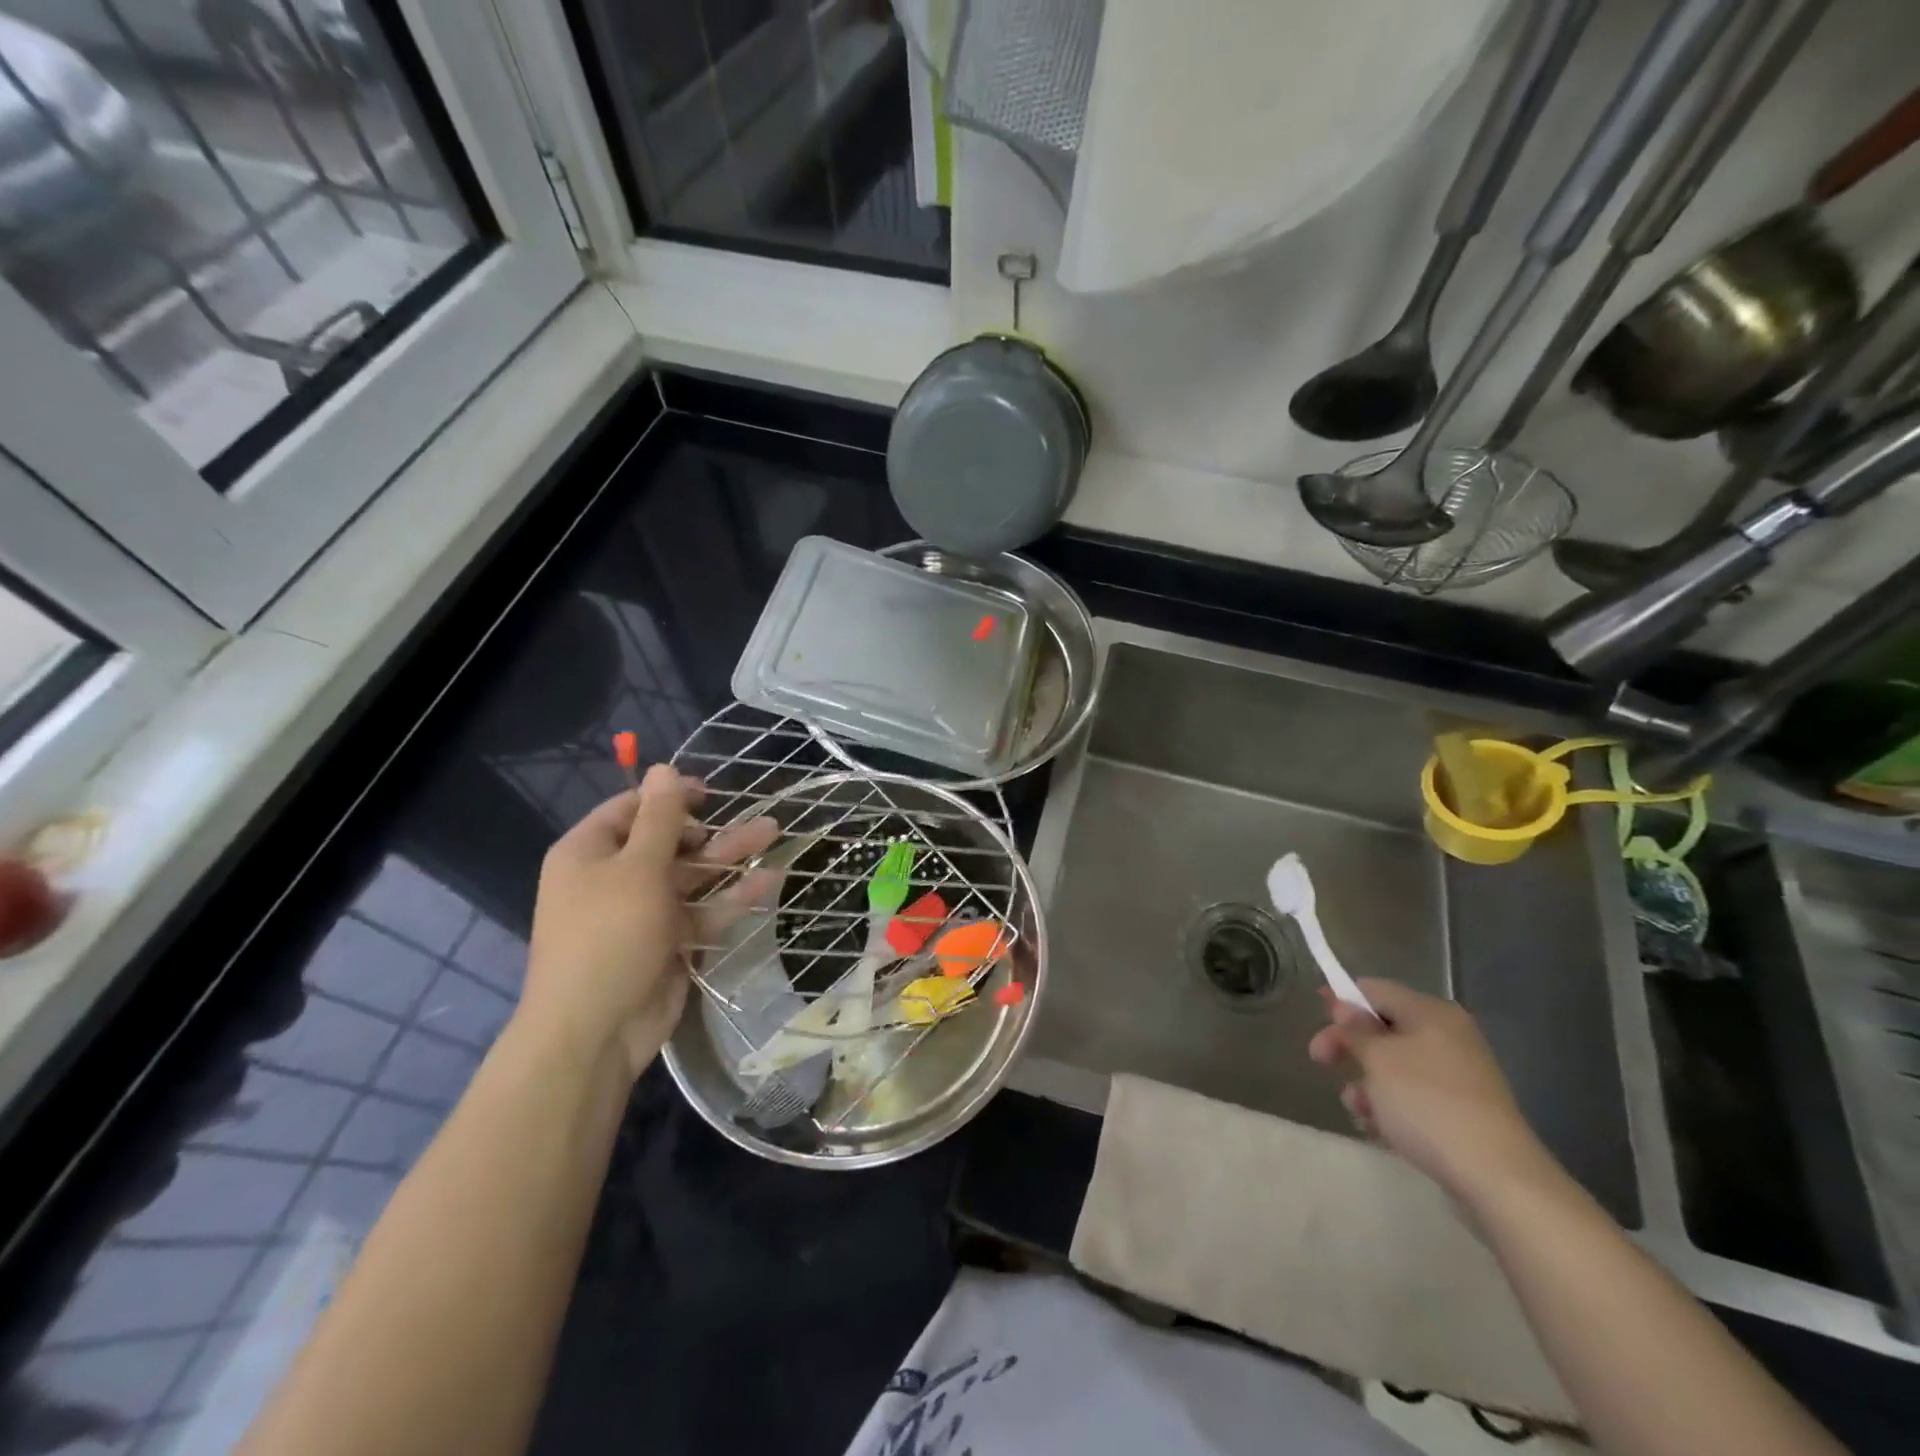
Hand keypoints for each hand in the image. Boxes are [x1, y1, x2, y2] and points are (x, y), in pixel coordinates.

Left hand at [518, 765, 777, 1080]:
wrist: (594, 1032)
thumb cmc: (609, 936)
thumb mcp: (637, 868)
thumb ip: (659, 819)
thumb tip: (661, 767)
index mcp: (590, 853)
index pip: (631, 809)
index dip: (670, 796)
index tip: (711, 791)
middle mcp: (614, 878)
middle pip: (669, 841)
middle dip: (713, 829)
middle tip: (753, 816)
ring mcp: (644, 912)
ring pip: (694, 875)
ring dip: (731, 856)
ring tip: (775, 834)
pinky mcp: (669, 942)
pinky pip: (704, 910)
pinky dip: (734, 896)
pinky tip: (772, 879)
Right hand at [1308, 979, 1549, 1201]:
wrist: (1497, 1178)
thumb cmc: (1427, 1104)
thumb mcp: (1378, 1059)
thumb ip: (1355, 1028)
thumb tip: (1344, 1005)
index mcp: (1431, 1013)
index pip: (1375, 989)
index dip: (1341, 999)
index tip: (1316, 1017)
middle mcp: (1448, 1036)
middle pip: (1383, 1027)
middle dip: (1350, 1046)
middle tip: (1320, 1061)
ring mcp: (1458, 1075)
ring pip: (1395, 1065)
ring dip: (1367, 1082)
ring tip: (1356, 1108)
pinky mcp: (1462, 1111)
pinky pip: (1414, 1095)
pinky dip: (1390, 1105)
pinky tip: (1377, 1127)